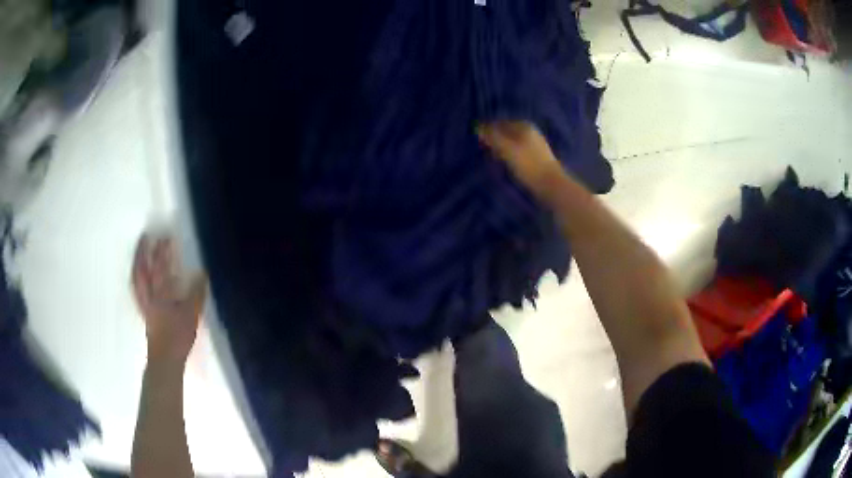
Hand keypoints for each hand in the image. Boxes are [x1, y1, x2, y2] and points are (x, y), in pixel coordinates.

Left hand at [132, 234, 206, 367]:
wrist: (165, 359)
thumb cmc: (178, 336)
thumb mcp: (191, 314)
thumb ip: (196, 293)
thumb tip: (201, 273)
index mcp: (161, 293)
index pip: (162, 267)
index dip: (164, 251)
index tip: (167, 236)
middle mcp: (149, 295)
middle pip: (142, 269)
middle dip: (143, 252)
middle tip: (145, 237)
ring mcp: (144, 304)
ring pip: (136, 279)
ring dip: (137, 264)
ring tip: (139, 253)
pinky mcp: (143, 312)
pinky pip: (137, 291)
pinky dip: (136, 281)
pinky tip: (139, 278)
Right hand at [477, 120, 563, 194]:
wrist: (551, 185)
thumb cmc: (528, 164)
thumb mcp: (506, 148)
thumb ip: (492, 136)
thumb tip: (478, 127)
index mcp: (523, 125)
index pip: (499, 123)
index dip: (487, 131)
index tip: (479, 142)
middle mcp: (530, 132)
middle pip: (506, 132)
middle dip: (495, 140)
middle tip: (485, 151)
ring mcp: (535, 145)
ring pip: (511, 143)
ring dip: (501, 150)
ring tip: (494, 160)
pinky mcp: (537, 158)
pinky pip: (517, 153)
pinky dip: (510, 157)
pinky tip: (506, 166)